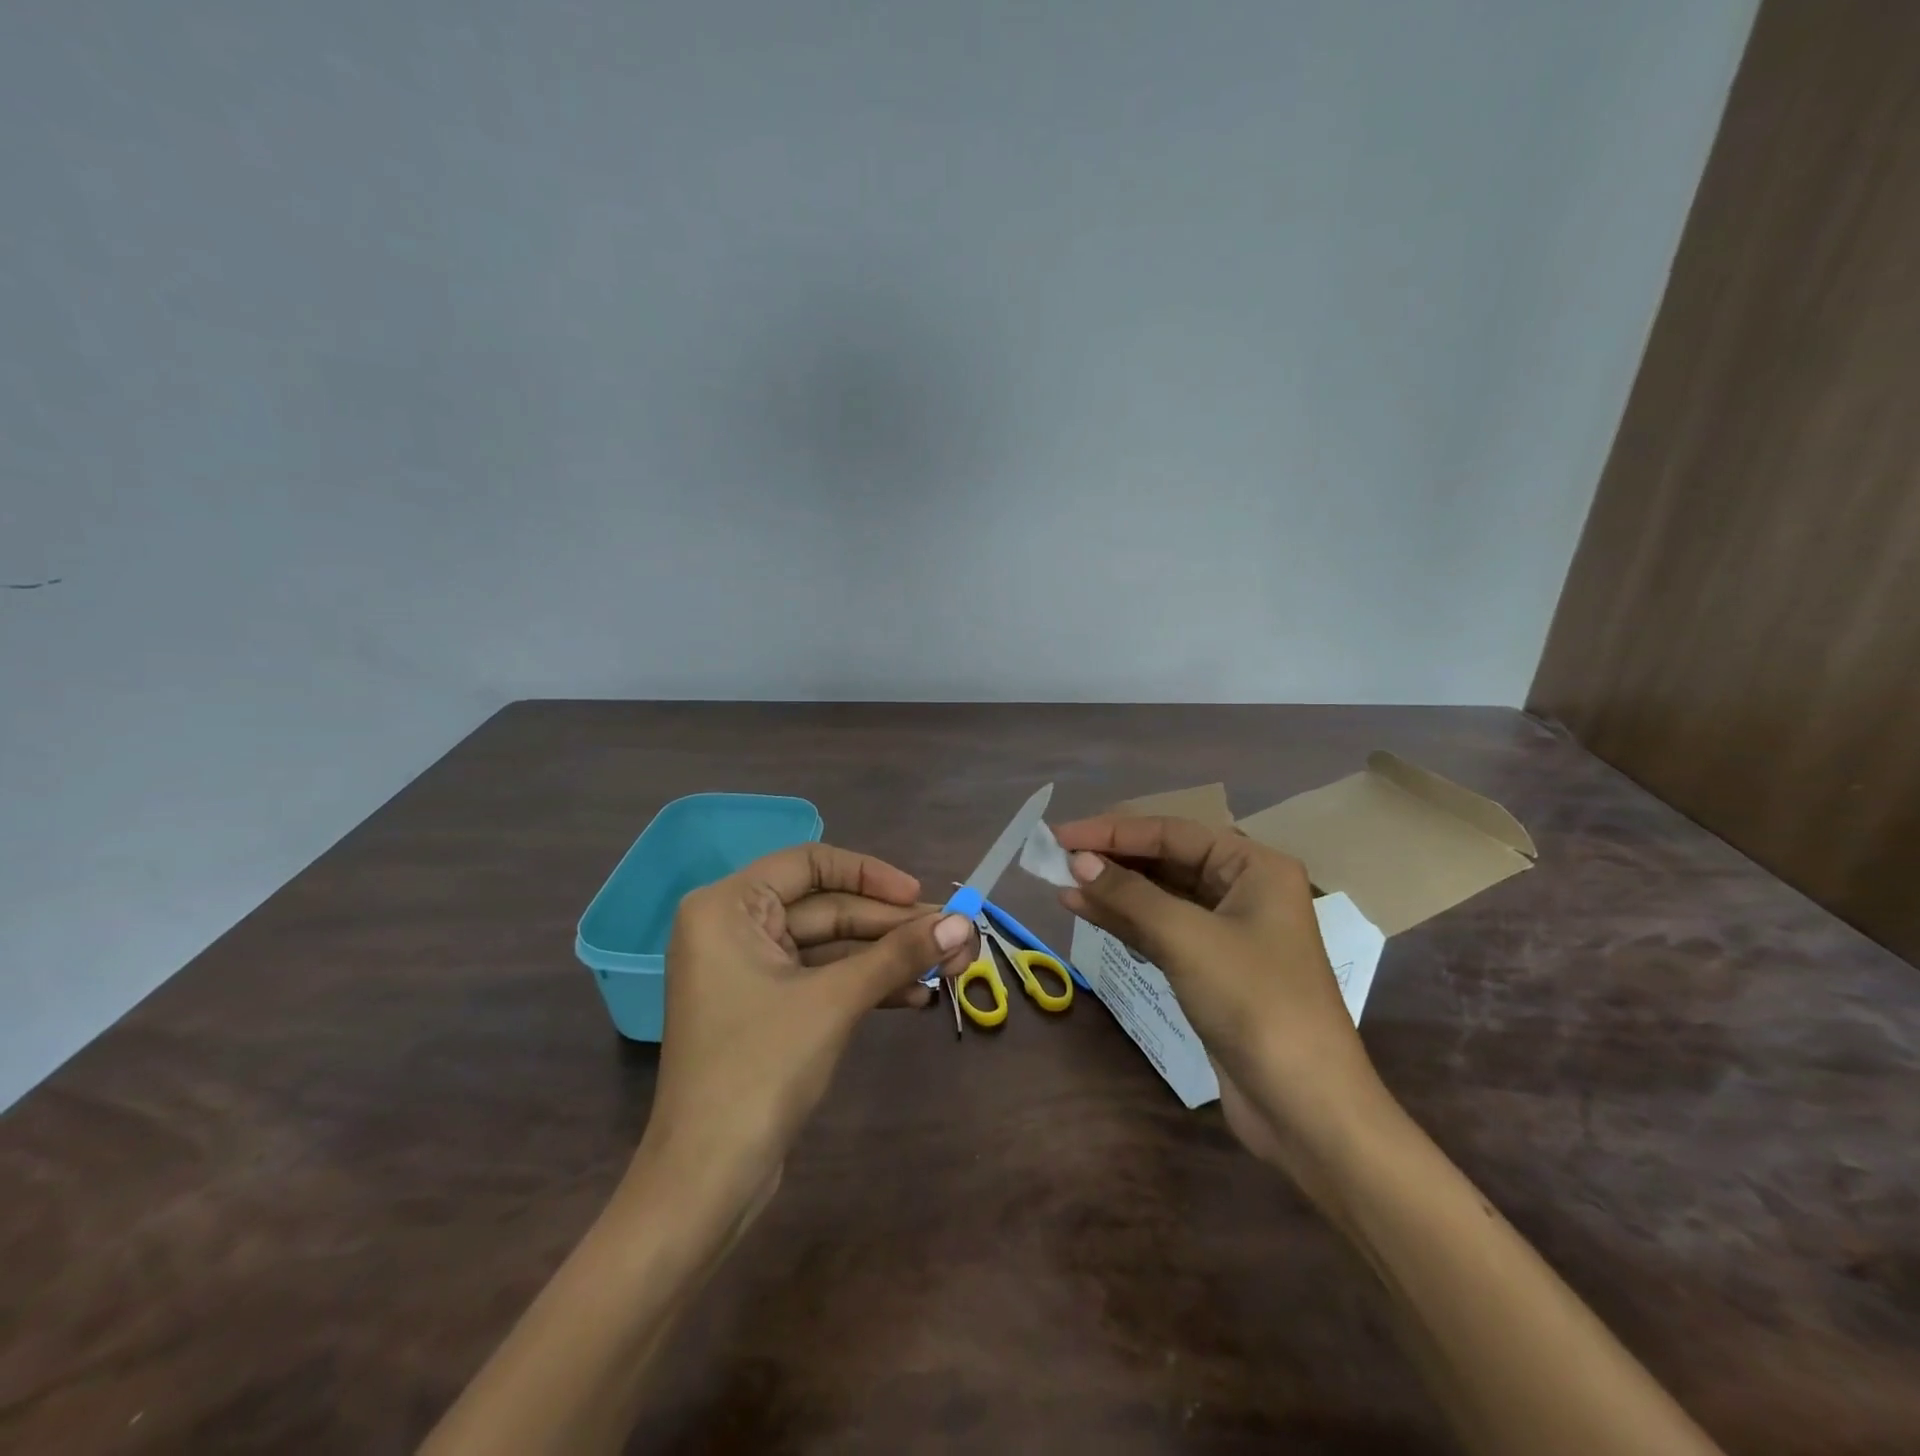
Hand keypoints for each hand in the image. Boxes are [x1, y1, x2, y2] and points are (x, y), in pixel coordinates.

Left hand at [638, 844, 977, 1203]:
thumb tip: (964, 922)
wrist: (707, 1181)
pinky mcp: (767, 1008)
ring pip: (831, 946)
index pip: (810, 863)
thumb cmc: (760, 1069)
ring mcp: (750, 971)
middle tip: (955, 936)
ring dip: (888, 957)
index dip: (870, 875)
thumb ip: (898, 954)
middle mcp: (733, 928)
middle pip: (827, 907)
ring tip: (951, 967)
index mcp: (728, 907)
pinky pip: (823, 979)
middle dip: (892, 926)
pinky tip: (917, 997)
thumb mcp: (835, 1001)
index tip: (919, 897)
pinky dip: (866, 985)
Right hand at [1052, 815, 1388, 1182]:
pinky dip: (1123, 921)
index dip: (1113, 831)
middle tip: (1055, 856)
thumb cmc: (1255, 1003)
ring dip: (1111, 890)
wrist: (1304, 1106)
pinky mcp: (1209, 968)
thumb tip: (1077, 861)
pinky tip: (1085, 911)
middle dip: (1111, 859)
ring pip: (1158, 896)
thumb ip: (1129, 895)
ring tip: (1059, 882)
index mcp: (1254, 867)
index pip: (1172, 833)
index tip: (1060, 834)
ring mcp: (1226, 931)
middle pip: (1165, 860)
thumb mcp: (1187, 938)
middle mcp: (1242, 889)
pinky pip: (1159, 930)